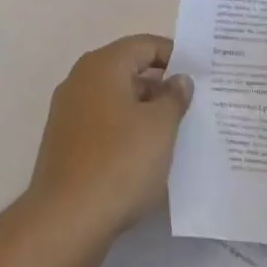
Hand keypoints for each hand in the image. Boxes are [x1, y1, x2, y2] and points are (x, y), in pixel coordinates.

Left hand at [23, 35, 192, 254]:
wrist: (65, 221)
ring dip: (144, 111)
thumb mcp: (160, 127)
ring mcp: (69, 111)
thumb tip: (179, 79)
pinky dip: (126, 131)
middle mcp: (81, 79)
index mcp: (103, 65)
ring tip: (176, 132)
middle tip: (194, 104)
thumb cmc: (119, 163)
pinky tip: (146, 155)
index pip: (145, 45)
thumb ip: (174, 97)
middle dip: (161, 85)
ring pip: (116, 99)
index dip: (175, 56)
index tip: (201, 75)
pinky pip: (104, 124)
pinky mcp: (65, 142)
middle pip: (129, 69)